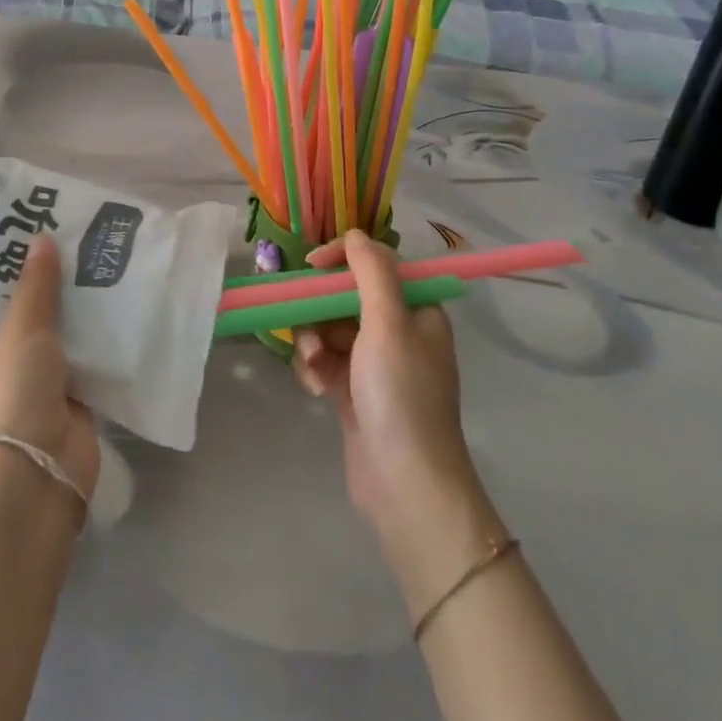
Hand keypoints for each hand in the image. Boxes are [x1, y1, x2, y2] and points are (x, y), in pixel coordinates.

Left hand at [0, 235, 100, 497]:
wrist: (40, 473)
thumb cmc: (12, 395)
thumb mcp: (21, 331)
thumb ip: (35, 286)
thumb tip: (41, 240)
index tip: (20, 228)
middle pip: (20, 310)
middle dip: (43, 279)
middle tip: (64, 232)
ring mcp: (32, 379)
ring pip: (54, 330)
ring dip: (73, 303)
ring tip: (94, 253)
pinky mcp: (67, 393)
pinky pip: (82, 352)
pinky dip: (95, 331)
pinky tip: (114, 294)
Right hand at [293, 230, 485, 549]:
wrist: (406, 486)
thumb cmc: (400, 395)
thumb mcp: (388, 322)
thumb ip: (371, 271)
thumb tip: (355, 234)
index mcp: (416, 310)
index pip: (376, 265)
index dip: (342, 259)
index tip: (310, 266)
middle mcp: (399, 332)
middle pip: (347, 297)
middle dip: (320, 310)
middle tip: (306, 327)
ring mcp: (376, 365)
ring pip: (330, 330)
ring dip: (314, 342)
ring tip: (312, 366)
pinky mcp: (355, 393)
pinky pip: (326, 362)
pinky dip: (315, 369)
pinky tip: (312, 388)